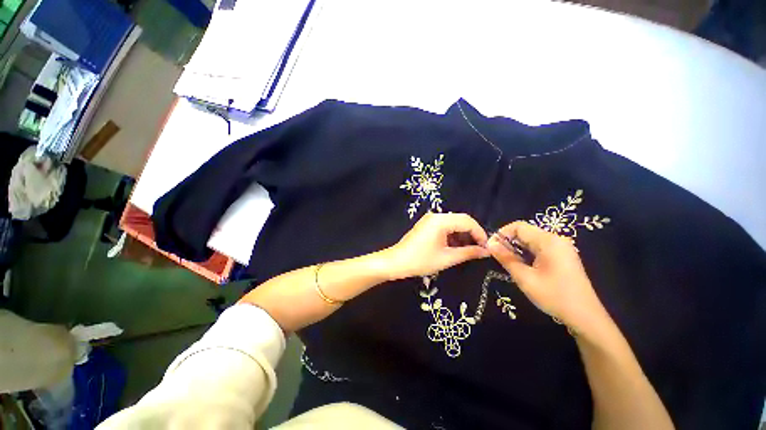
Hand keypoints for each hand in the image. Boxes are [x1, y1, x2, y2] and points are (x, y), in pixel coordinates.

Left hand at [383, 212, 489, 279]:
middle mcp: (436, 216)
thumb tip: (486, 251)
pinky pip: (444, 227)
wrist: (397, 262)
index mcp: (441, 221)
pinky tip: (455, 248)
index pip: (467, 221)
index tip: (486, 248)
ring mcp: (430, 219)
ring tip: (467, 251)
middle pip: (461, 220)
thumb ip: (468, 253)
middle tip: (478, 250)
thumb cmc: (421, 260)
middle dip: (471, 234)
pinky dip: (452, 236)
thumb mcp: (447, 258)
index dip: (480, 233)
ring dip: (462, 236)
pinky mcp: (426, 225)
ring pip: (453, 224)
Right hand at [487, 221, 610, 335]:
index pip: (518, 226)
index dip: (501, 234)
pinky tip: (521, 265)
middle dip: (507, 241)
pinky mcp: (562, 256)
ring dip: (516, 248)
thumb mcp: (525, 278)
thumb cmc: (554, 296)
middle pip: (525, 232)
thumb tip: (490, 244)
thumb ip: (506, 258)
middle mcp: (555, 239)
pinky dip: (526, 253)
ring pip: (530, 240)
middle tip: (496, 256)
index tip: (491, 247)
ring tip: (506, 262)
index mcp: (548, 241)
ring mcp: (560, 248)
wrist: (585, 317)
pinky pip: (538, 248)